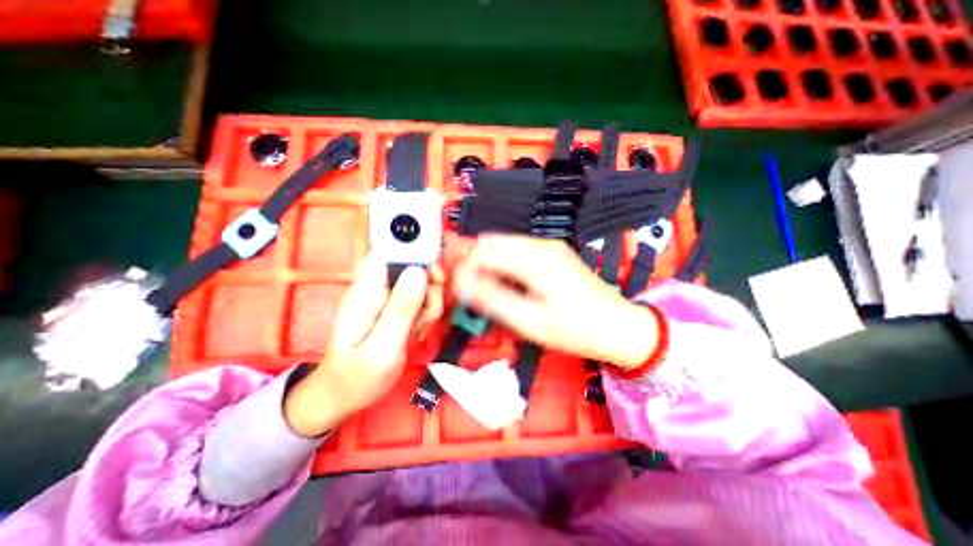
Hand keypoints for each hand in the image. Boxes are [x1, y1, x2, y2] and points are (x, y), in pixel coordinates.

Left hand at [283, 258, 442, 437]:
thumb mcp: (383, 346)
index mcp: (366, 291)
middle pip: (414, 269)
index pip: (390, 253)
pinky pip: (420, 300)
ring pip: (422, 285)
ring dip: (429, 306)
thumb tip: (419, 271)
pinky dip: (426, 314)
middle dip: (429, 290)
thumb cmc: (358, 376)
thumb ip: (401, 309)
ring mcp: (386, 298)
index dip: (417, 256)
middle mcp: (376, 288)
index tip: (436, 277)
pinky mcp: (395, 308)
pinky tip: (417, 332)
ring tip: (418, 330)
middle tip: (425, 317)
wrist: (344, 396)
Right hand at [453, 233, 656, 368]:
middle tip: (471, 292)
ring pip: (503, 245)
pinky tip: (506, 285)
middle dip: (474, 264)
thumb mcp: (530, 321)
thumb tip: (461, 283)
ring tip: (486, 292)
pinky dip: (503, 265)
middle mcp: (540, 245)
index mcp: (534, 258)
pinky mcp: (551, 254)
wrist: (618, 326)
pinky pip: (516, 251)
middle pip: (492, 241)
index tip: (459, 289)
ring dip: (488, 264)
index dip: (465, 266)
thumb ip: (493, 299)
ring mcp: (547, 247)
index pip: (484, 248)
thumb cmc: (575, 328)